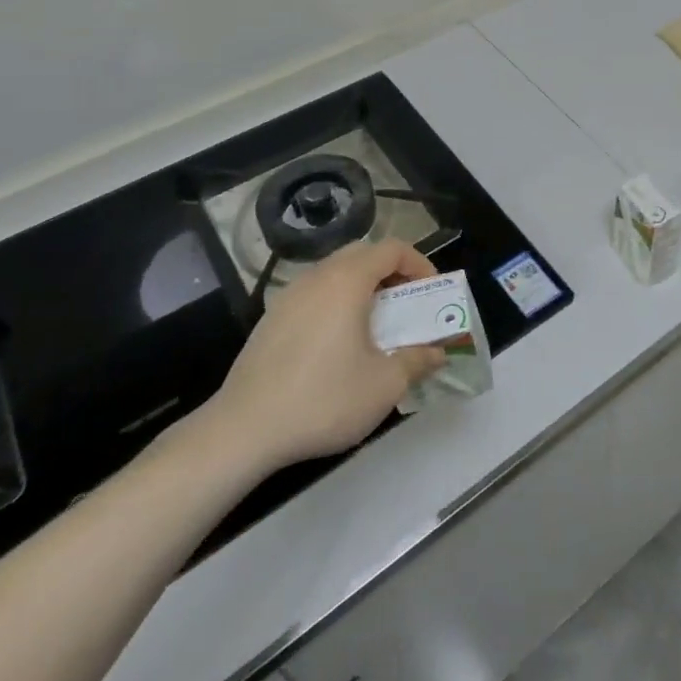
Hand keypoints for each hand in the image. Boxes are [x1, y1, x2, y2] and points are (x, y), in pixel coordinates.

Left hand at [194, 240, 446, 483]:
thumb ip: (417, 361)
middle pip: (363, 254)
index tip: (432, 292)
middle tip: (407, 304)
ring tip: (375, 324)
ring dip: (363, 288)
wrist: (242, 431)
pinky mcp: (270, 320)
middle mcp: (317, 277)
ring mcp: (289, 296)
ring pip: (335, 274)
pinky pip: (314, 295)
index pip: (392, 249)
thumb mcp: (383, 385)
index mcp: (347, 281)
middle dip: (392, 272)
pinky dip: (336, 304)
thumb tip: (438, 353)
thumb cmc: (322, 399)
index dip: (419, 264)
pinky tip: (337, 344)